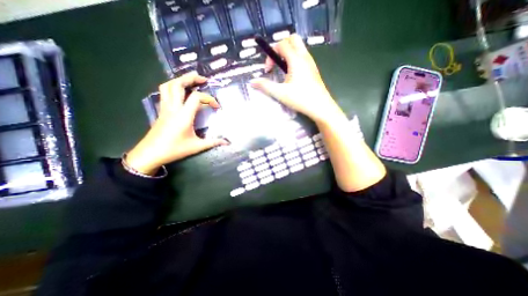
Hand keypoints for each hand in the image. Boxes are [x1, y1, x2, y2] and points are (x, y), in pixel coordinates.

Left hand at [127, 71, 228, 174]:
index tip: (217, 107)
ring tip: (191, 80)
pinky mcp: (161, 111)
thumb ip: (213, 142)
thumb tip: (227, 142)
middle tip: (203, 79)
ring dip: (180, 80)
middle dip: (190, 78)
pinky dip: (173, 87)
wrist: (151, 153)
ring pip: (168, 86)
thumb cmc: (175, 149)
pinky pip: (165, 93)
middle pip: (178, 84)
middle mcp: (173, 108)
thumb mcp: (197, 147)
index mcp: (183, 115)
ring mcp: (165, 108)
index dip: (209, 99)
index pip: (196, 97)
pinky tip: (181, 92)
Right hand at [252, 34, 347, 123]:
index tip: (268, 70)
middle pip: (292, 39)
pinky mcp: (313, 70)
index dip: (271, 54)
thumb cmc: (300, 99)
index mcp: (296, 59)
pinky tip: (292, 75)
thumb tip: (252, 82)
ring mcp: (311, 63)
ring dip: (288, 54)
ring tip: (283, 70)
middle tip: (276, 63)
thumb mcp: (280, 93)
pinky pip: (303, 57)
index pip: (281, 44)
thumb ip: (265, 86)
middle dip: (281, 47)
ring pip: (299, 48)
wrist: (320, 107)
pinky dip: (294, 60)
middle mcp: (304, 57)